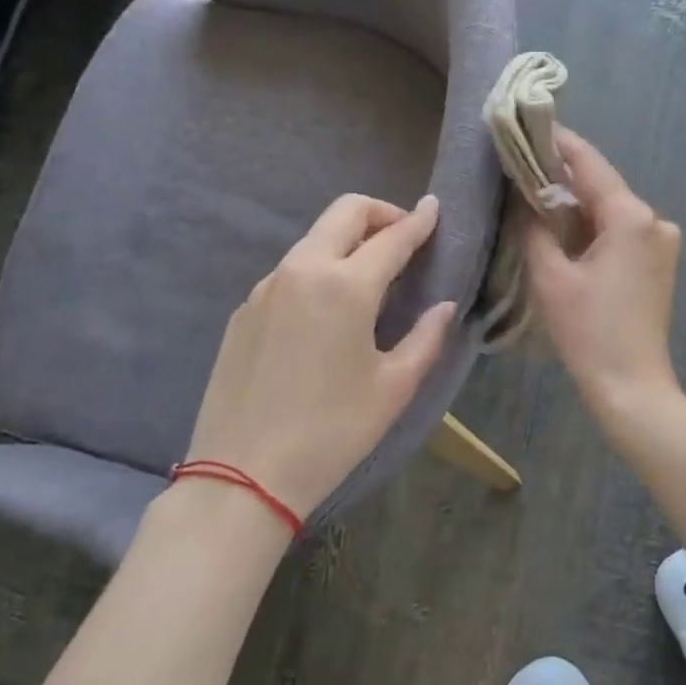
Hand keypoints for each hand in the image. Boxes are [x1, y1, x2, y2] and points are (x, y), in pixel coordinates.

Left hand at [185, 193, 456, 520]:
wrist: (242, 476)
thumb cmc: (332, 431)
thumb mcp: (394, 387)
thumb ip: (426, 337)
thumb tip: (443, 306)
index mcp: (344, 286)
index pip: (392, 237)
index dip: (419, 221)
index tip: (436, 208)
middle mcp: (301, 271)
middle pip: (344, 213)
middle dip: (381, 213)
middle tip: (405, 238)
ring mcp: (265, 288)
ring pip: (314, 239)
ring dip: (348, 241)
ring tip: (372, 277)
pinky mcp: (244, 311)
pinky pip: (290, 271)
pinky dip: (319, 269)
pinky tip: (328, 312)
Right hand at [526, 129, 682, 419]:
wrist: (632, 386)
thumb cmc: (589, 331)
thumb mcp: (551, 277)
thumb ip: (535, 228)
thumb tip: (524, 199)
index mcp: (631, 216)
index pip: (589, 164)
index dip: (557, 142)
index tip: (528, 124)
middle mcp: (655, 219)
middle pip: (602, 186)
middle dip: (563, 177)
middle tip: (521, 165)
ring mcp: (663, 241)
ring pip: (611, 209)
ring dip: (577, 205)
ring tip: (534, 196)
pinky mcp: (660, 262)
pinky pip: (622, 231)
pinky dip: (594, 227)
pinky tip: (565, 230)